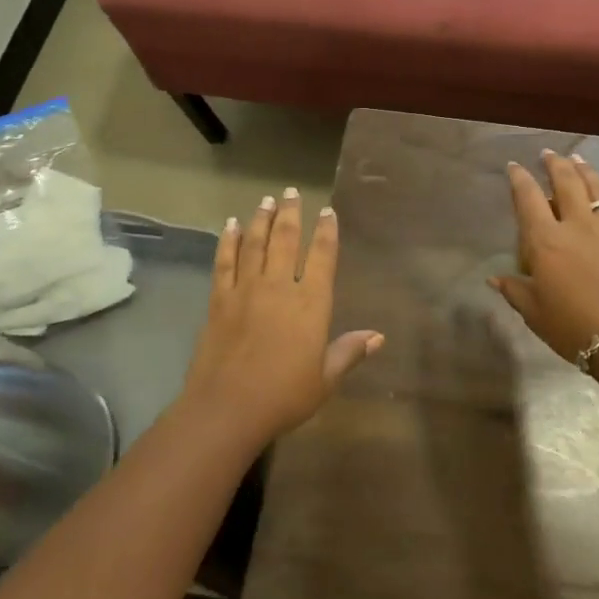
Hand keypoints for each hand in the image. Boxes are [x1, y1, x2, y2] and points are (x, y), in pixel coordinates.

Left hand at [181, 189, 382, 448]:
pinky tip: (230, 225)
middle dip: (291, 214)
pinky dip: (227, 241)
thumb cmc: (284, 396)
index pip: (322, 257)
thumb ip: (349, 352)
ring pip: (255, 244)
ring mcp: (246, 290)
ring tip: (267, 200)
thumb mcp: (325, 379)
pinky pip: (224, 262)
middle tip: (292, 192)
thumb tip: (379, 336)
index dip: (326, 232)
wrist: (228, 406)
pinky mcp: (219, 299)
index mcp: (310, 304)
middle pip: (286, 240)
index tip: (327, 211)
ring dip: (261, 219)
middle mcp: (279, 287)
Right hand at [490, 150, 598, 362]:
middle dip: (554, 164)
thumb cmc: (574, 328)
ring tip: (577, 159)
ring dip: (583, 169)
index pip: (528, 199)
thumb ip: (515, 290)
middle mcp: (576, 225)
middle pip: (565, 182)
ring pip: (595, 187)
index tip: (514, 166)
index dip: (519, 179)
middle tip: (548, 153)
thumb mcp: (535, 313)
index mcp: (545, 241)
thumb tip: (494, 279)